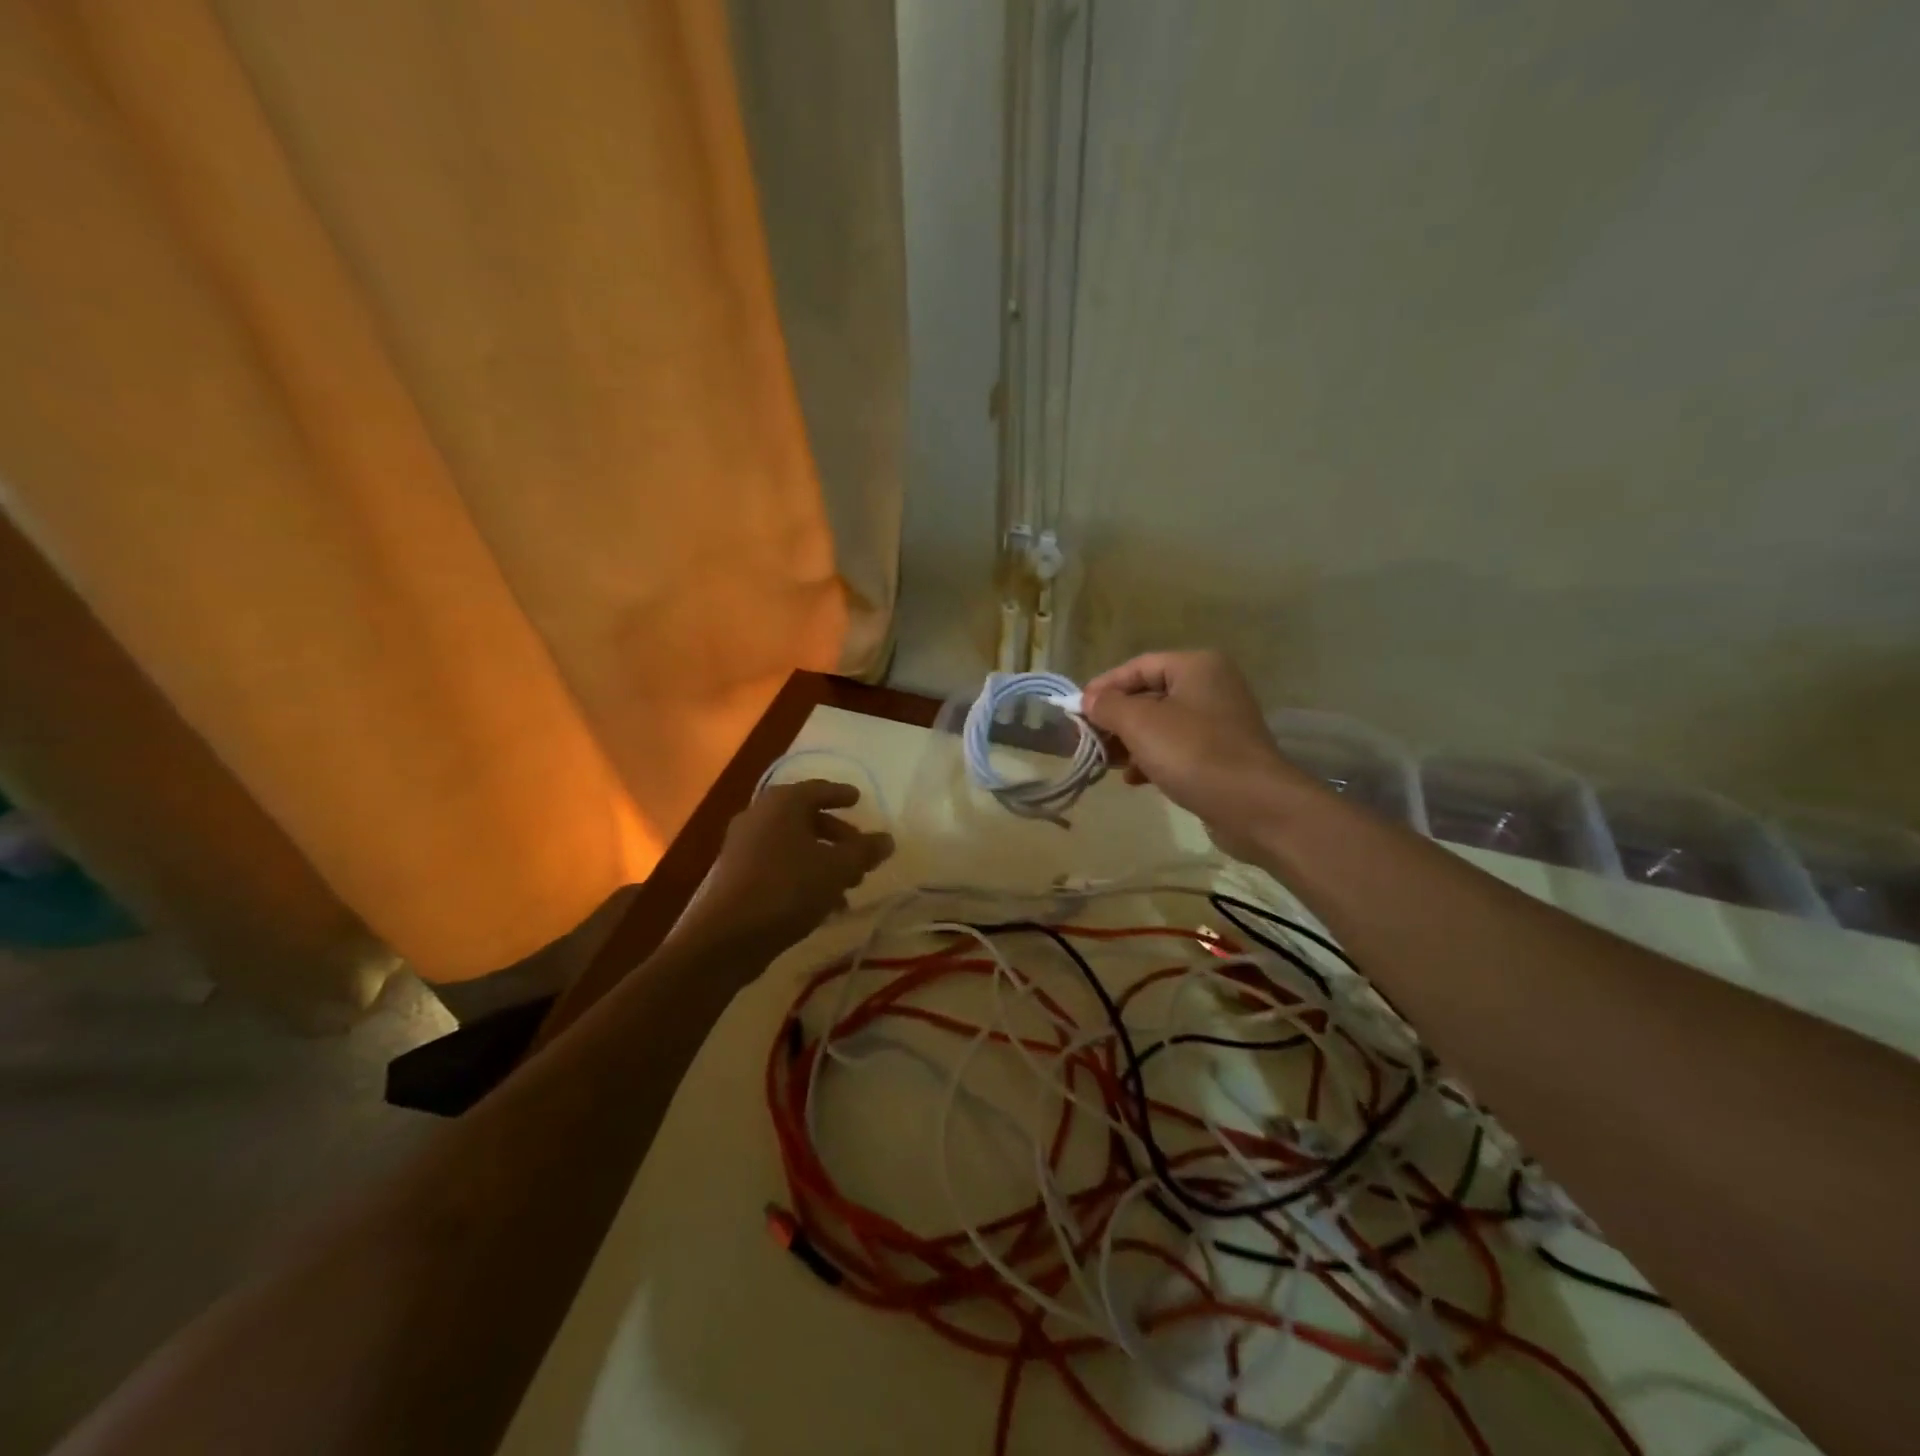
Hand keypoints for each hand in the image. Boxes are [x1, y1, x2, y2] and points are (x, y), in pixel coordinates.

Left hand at [675, 780, 893, 959]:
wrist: (727, 937)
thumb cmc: (788, 888)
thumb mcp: (837, 869)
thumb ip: (864, 851)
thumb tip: (887, 839)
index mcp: (782, 803)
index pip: (818, 789)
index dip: (841, 794)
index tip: (858, 799)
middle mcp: (759, 816)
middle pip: (805, 818)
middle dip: (837, 835)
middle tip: (860, 852)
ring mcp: (743, 846)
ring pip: (793, 845)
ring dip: (823, 860)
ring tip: (849, 885)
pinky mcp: (737, 875)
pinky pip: (779, 866)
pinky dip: (803, 875)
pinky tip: (824, 904)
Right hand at [1082, 650, 1311, 859]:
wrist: (1255, 807)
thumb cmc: (1194, 753)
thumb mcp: (1141, 723)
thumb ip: (1109, 706)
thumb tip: (1089, 700)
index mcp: (1196, 667)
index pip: (1138, 666)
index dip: (1105, 685)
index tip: (1077, 710)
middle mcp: (1211, 687)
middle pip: (1149, 695)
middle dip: (1116, 718)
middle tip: (1088, 738)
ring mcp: (1219, 722)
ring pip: (1161, 725)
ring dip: (1130, 742)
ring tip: (1107, 762)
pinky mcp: (1221, 754)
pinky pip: (1176, 748)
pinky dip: (1152, 759)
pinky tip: (1135, 780)